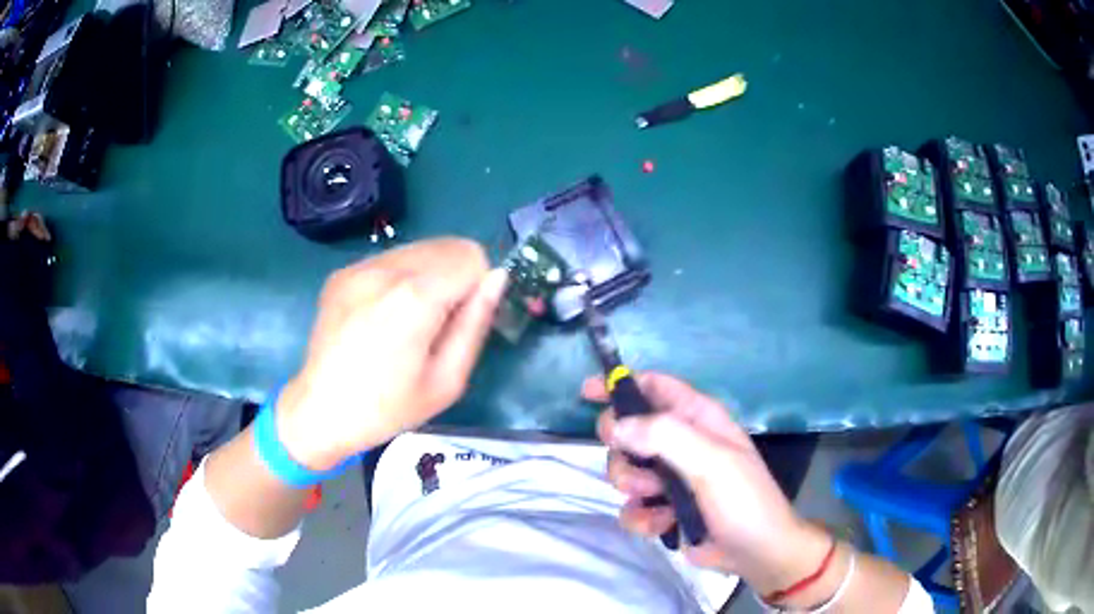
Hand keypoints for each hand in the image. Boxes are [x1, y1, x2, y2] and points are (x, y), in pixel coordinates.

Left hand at [277, 238, 507, 470]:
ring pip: (421, 247)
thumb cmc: (388, 409)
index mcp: (414, 298)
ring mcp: (359, 267)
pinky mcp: (343, 272)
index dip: (478, 287)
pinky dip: (402, 277)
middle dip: (457, 276)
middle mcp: (386, 269)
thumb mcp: (447, 382)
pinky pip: (392, 259)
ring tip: (410, 318)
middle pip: (448, 245)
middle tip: (439, 322)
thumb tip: (497, 279)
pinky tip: (385, 314)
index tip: (462, 321)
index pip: (472, 257)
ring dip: (430, 274)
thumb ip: (475, 324)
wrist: (320, 412)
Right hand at [584, 373, 832, 595]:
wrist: (755, 552)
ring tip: (659, 499)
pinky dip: (641, 517)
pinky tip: (663, 524)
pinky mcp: (661, 508)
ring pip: (623, 470)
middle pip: (628, 430)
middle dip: (623, 448)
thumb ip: (664, 437)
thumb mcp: (711, 461)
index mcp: (698, 418)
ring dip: (633, 487)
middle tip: (637, 464)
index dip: (621, 385)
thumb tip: (616, 426)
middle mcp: (680, 442)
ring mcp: (669, 477)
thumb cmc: (743, 500)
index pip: (653, 386)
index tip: (587, 394)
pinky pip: (631, 505)